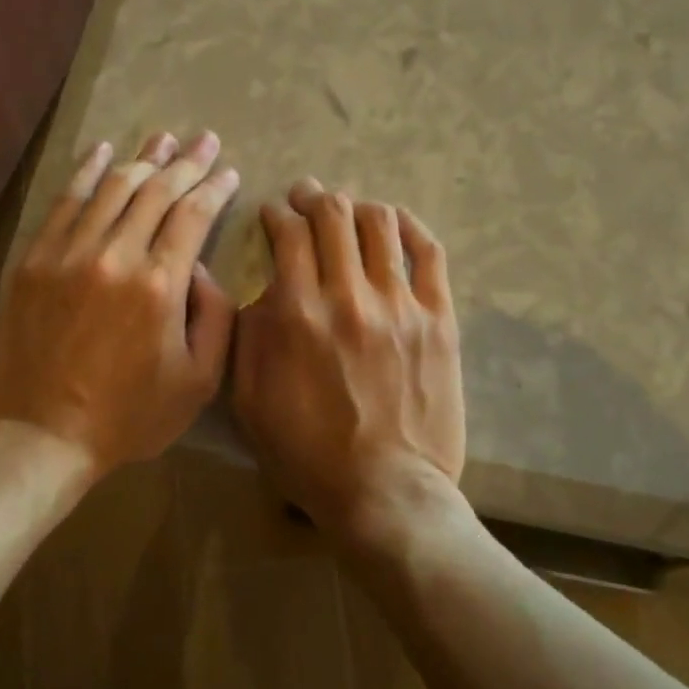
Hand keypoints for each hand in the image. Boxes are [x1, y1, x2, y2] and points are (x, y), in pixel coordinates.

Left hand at [0, 130, 239, 478]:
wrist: (45, 435)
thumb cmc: (131, 416)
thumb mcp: (200, 381)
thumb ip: (216, 317)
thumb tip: (202, 267)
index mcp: (160, 285)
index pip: (193, 215)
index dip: (214, 187)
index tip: (228, 171)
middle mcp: (114, 256)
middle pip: (155, 191)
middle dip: (186, 162)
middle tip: (204, 140)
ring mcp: (67, 254)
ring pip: (111, 188)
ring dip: (141, 158)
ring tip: (163, 137)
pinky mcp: (33, 261)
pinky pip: (63, 203)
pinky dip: (86, 172)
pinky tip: (103, 153)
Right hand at [232, 178, 464, 545]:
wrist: (384, 491)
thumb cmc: (307, 454)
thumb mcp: (251, 401)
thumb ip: (250, 337)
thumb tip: (264, 291)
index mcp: (297, 314)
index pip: (289, 235)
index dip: (278, 215)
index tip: (275, 215)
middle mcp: (349, 296)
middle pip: (333, 216)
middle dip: (314, 198)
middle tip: (307, 198)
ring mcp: (400, 305)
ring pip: (380, 224)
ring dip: (358, 207)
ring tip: (349, 211)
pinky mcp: (438, 319)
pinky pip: (428, 252)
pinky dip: (409, 226)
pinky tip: (395, 222)